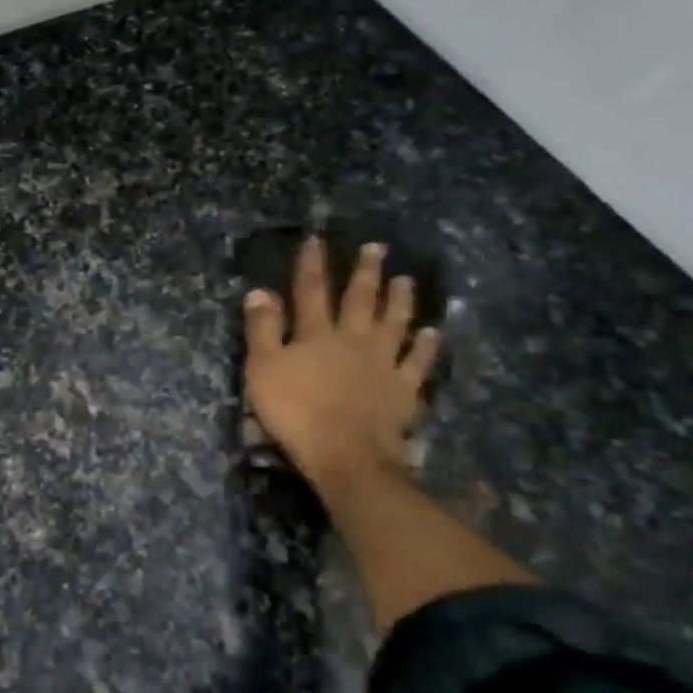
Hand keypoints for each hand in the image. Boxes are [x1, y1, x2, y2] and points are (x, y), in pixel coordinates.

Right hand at [243, 238, 442, 489]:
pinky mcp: (403, 388)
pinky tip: (431, 333)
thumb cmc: (294, 411)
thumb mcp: (263, 368)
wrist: (345, 452)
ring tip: (405, 280)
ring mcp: (382, 363)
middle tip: (377, 248)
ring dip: (399, 300)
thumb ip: (262, 329)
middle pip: (360, 300)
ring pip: (393, 323)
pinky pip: (417, 362)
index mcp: (315, 334)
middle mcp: (353, 339)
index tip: (316, 239)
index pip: (311, 291)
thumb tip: (260, 291)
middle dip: (365, 273)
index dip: (312, 264)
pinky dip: (425, 346)